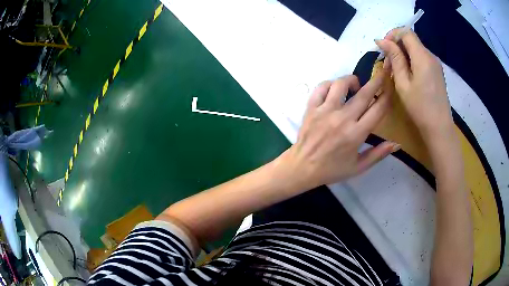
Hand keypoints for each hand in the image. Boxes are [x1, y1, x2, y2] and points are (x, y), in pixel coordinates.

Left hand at [282, 72, 398, 187]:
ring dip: (351, 80)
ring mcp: (325, 111)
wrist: (302, 167)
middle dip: (376, 81)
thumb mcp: (358, 167)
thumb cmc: (332, 169)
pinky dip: (330, 84)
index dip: (387, 96)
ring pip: (341, 84)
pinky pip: (321, 87)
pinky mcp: (311, 107)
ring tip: (355, 85)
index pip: (377, 109)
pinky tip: (334, 89)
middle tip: (382, 72)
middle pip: (364, 94)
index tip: (391, 87)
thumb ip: (378, 154)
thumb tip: (397, 143)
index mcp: (356, 134)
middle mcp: (342, 118)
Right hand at [375, 29, 453, 140]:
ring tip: (396, 71)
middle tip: (387, 62)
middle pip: (411, 40)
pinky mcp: (437, 71)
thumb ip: (395, 58)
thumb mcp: (403, 83)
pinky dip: (412, 61)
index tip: (383, 47)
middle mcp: (431, 56)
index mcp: (422, 56)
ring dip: (404, 54)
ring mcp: (435, 64)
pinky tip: (407, 75)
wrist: (439, 128)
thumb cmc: (420, 108)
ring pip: (416, 49)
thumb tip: (382, 40)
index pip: (406, 32)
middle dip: (397, 45)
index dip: (392, 34)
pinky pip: (422, 58)